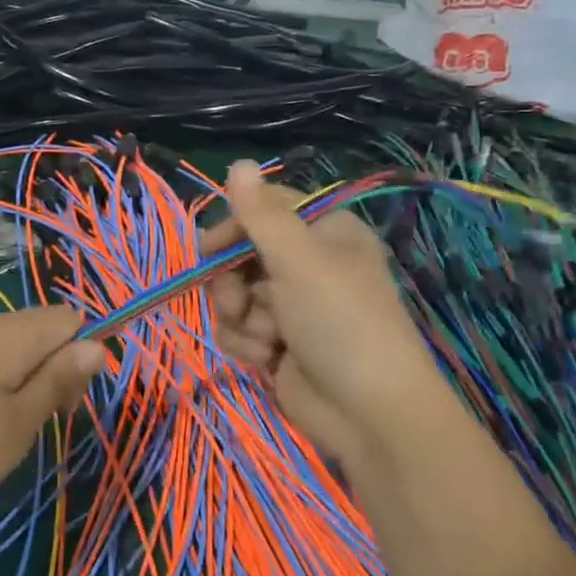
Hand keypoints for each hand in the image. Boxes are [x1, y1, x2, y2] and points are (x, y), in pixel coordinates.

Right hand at [202, 161, 443, 462]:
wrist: (368, 413)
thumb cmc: (339, 321)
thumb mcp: (299, 260)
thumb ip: (261, 214)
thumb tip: (238, 162)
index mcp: (325, 233)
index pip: (267, 210)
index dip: (234, 226)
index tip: (207, 249)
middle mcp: (310, 264)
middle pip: (244, 254)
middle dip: (233, 282)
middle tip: (239, 303)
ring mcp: (293, 307)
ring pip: (236, 295)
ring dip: (241, 318)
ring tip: (266, 339)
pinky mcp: (279, 344)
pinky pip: (241, 329)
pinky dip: (246, 343)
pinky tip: (266, 359)